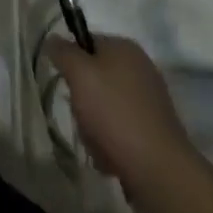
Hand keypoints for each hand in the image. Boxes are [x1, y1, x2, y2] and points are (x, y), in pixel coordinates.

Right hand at [46, 33, 190, 187]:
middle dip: (82, 100)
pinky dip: (110, 143)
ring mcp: (149, 103)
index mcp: (125, 48)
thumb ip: (63, 52)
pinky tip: (110, 158)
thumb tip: (53, 39)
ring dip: (93, 126)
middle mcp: (140, 70)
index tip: (66, 84)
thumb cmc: (115, 114)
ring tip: (97, 143)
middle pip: (94, 78)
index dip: (71, 62)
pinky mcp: (153, 133)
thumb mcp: (79, 74)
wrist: (159, 172)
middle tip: (81, 116)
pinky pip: (120, 130)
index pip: (86, 43)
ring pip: (104, 107)